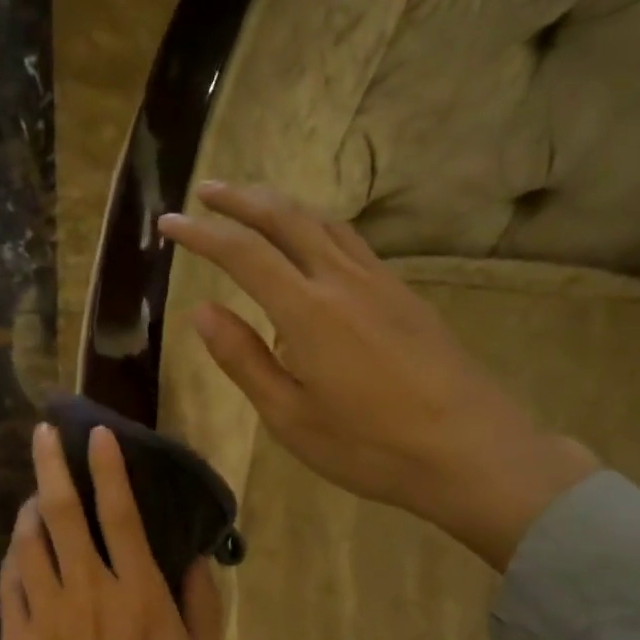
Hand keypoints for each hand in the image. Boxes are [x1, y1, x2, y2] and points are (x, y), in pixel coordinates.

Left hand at [0, 423, 222, 639]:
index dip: (108, 470)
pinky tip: (19, 549)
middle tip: (42, 434)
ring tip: (33, 491)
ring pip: (28, 543)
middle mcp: (87, 593)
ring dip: (28, 508)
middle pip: (62, 514)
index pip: (120, 515)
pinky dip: (13, 557)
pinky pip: (9, 584)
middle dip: (51, 466)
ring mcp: (44, 616)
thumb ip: (200, 606)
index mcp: (138, 597)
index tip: (97, 435)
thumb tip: (190, 557)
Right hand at [158, 182, 598, 568]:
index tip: (170, 222)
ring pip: (325, 223)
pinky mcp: (405, 296)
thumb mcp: (288, 416)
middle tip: (207, 190)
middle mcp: (343, 281)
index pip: (244, 254)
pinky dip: (317, 227)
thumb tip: (201, 311)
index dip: (203, 234)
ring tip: (253, 204)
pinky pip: (352, 243)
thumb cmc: (368, 445)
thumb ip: (243, 359)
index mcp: (307, 311)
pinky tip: (311, 244)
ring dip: (282, 206)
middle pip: (288, 219)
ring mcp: (381, 283)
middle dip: (242, 199)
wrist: (470, 450)